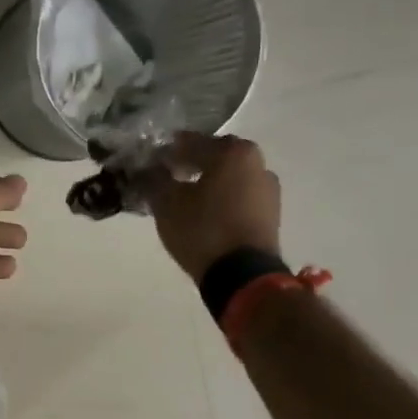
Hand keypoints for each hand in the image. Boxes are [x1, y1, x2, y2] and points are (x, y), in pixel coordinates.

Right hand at [142, 134, 281, 281]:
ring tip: (184, 200)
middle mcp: (257, 163)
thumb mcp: (167, 203)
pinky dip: (221, 200)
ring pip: (228, 178)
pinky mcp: (271, 215)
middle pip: (214, 158)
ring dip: (207, 184)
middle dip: (189, 165)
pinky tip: (203, 214)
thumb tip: (146, 167)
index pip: (190, 142)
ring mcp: (268, 190)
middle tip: (166, 178)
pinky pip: (239, 198)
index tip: (148, 163)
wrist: (243, 276)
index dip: (166, 152)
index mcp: (233, 152)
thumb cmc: (203, 230)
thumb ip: (154, 179)